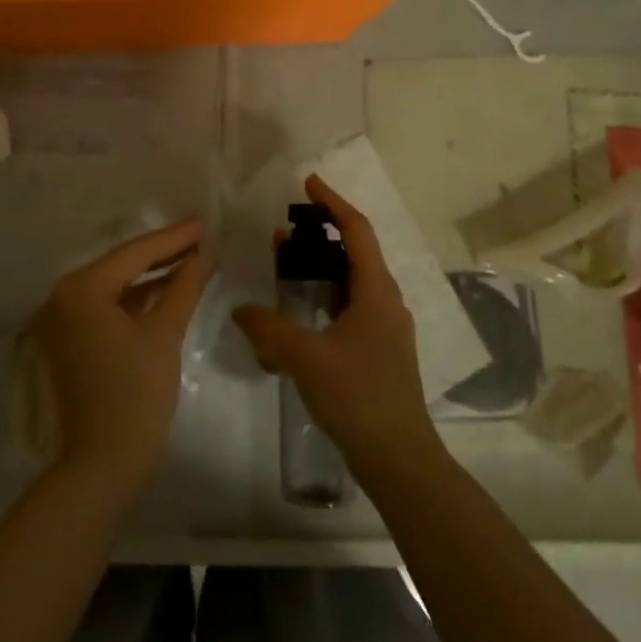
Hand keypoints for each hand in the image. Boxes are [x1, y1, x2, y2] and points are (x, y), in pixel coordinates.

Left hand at [29, 219, 210, 497]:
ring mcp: (62, 321)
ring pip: (115, 286)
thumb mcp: (164, 334)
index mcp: (80, 288)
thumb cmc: (135, 395)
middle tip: (202, 236)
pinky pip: (108, 307)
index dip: (174, 237)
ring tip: (192, 259)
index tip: (204, 221)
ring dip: (152, 276)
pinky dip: (137, 299)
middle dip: (164, 252)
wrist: (102, 466)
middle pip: (122, 265)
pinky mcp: (70, 342)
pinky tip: (167, 291)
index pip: (135, 253)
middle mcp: (63, 297)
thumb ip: (185, 286)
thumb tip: (205, 253)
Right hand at [232, 175, 442, 479]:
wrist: (399, 459)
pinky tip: (294, 319)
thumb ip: (268, 329)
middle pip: (353, 253)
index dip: (333, 202)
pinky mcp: (377, 351)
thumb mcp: (305, 357)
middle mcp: (385, 302)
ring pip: (349, 284)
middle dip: (318, 238)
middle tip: (282, 233)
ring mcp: (384, 328)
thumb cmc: (358, 396)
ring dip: (318, 270)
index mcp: (377, 291)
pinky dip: (321, 301)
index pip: (357, 230)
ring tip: (283, 267)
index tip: (308, 182)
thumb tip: (241, 310)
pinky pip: (347, 310)